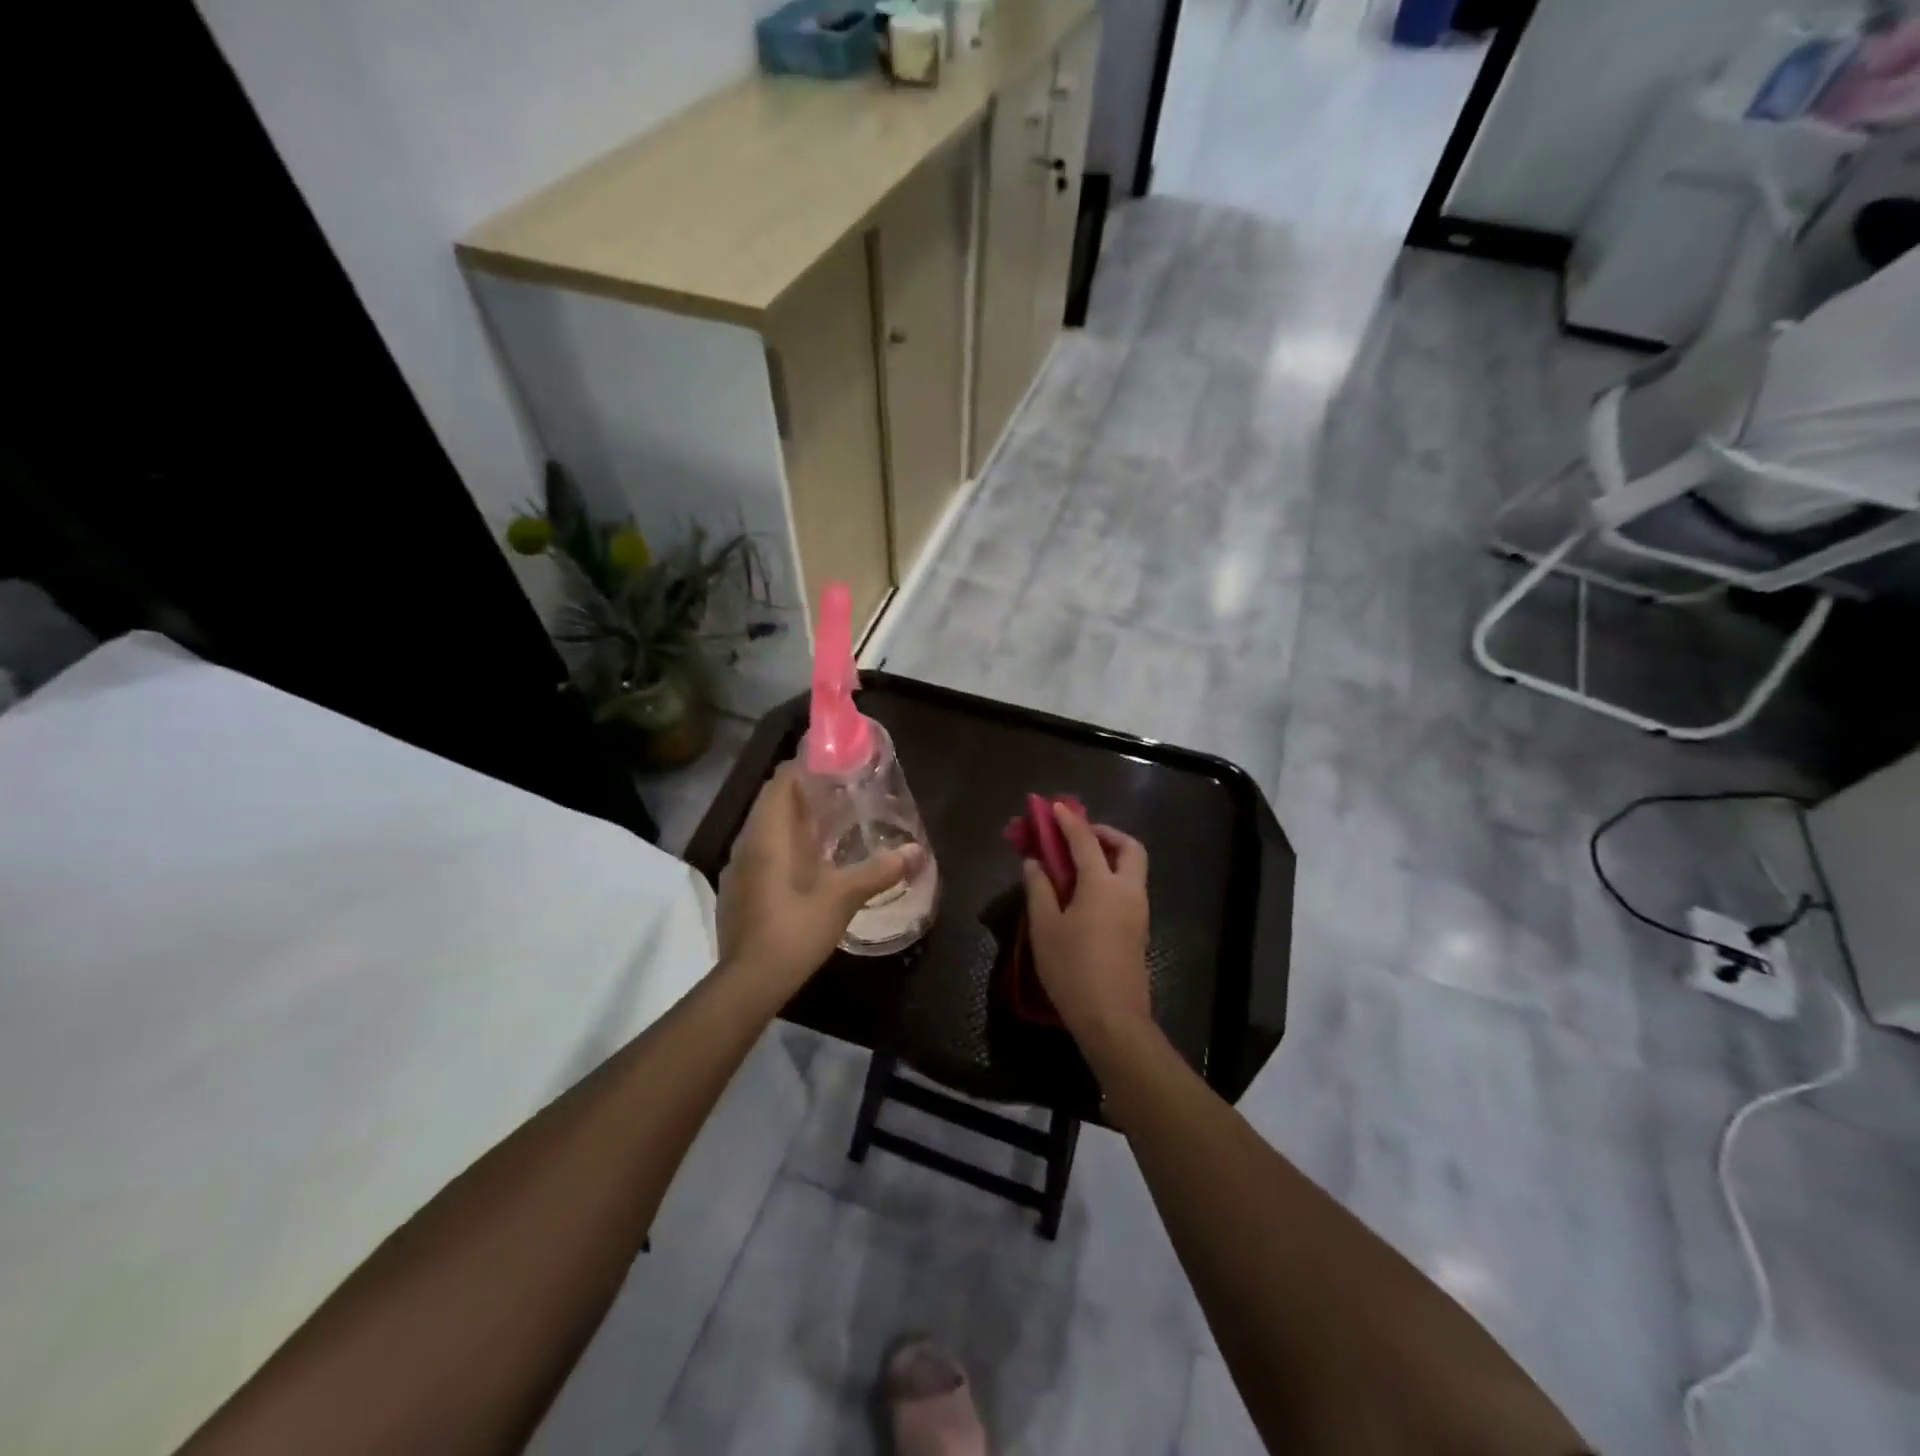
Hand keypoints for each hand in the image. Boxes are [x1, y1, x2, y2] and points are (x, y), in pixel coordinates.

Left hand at [716, 762, 915, 999]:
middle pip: (772, 801)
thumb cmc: (795, 928)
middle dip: (804, 792)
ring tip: (829, 823)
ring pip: (765, 826)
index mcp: (768, 833)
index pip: (780, 781)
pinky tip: (808, 862)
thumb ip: (879, 871)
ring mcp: (738, 866)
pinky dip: (783, 844)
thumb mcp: (842, 897)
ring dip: (793, 819)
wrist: (749, 981)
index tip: (834, 766)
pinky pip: (760, 850)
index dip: (804, 767)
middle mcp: (747, 841)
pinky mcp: (738, 888)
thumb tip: (917, 852)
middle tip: (841, 794)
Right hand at [1021, 801, 1152, 1054]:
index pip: (1085, 840)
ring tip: (1076, 864)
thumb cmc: (1072, 969)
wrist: (1113, 1019)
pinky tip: (1086, 893)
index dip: (1068, 821)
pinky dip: (1111, 877)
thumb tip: (1035, 862)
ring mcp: (1138, 911)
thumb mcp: (1044, 928)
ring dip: (1109, 855)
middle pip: (1128, 847)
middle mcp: (1127, 891)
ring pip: (1132, 868)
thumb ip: (1039, 889)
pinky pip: (1128, 888)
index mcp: (1103, 885)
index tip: (1054, 807)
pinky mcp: (1139, 930)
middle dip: (1105, 833)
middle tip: (1078, 836)